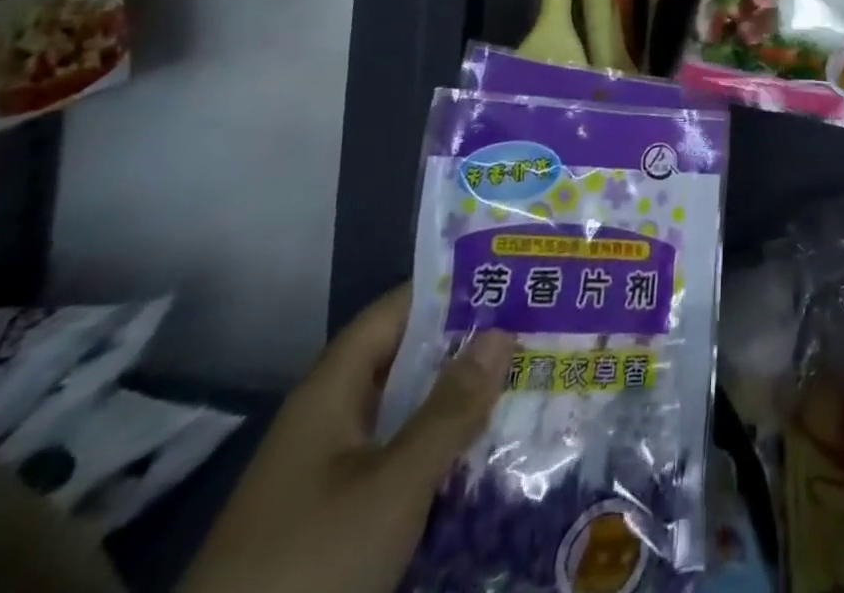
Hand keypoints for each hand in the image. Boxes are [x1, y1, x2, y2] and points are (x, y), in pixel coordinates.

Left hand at [178, 290, 511, 592]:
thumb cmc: (309, 564)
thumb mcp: (392, 485)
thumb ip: (449, 409)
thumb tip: (501, 330)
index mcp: (331, 390)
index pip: (396, 311)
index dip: (450, 289)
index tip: (510, 279)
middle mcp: (329, 419)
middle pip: (406, 362)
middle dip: (467, 349)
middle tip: (535, 332)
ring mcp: (328, 472)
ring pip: (405, 416)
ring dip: (457, 404)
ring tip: (527, 385)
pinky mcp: (334, 519)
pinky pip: (397, 463)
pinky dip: (438, 453)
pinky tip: (485, 459)